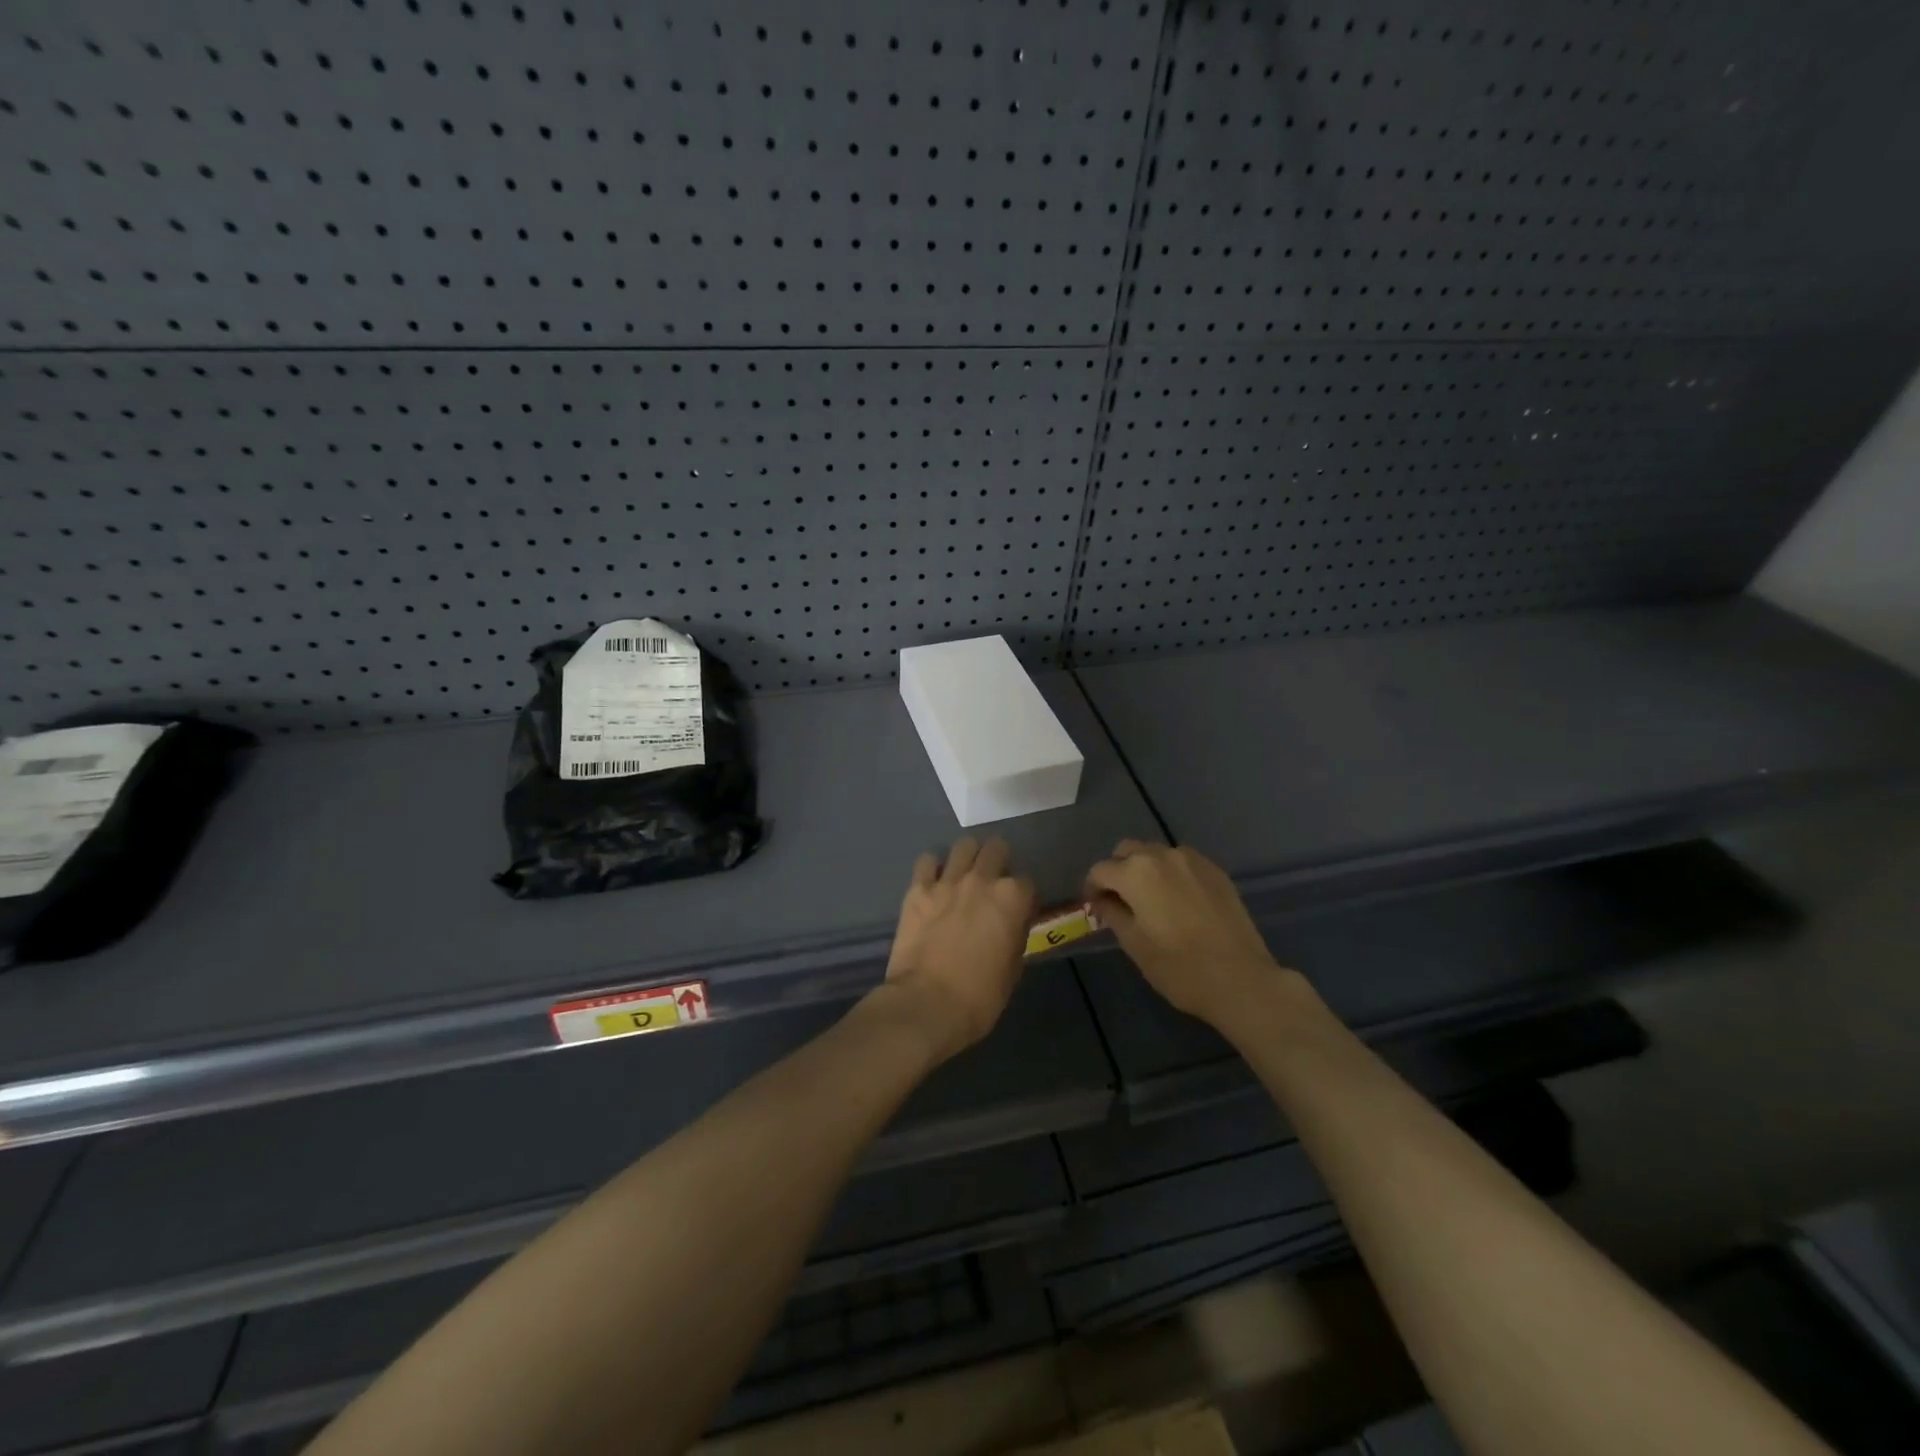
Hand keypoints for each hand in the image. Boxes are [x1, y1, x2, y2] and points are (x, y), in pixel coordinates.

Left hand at [882, 837, 1035, 1062]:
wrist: (927, 1004)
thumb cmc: (979, 997)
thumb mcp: (1013, 969)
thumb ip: (1015, 935)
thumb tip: (1012, 924)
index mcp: (1012, 898)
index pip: (1028, 883)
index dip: (1025, 898)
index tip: (1020, 911)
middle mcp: (982, 880)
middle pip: (997, 849)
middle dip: (999, 862)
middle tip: (994, 882)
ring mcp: (947, 881)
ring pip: (964, 845)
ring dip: (969, 857)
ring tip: (965, 874)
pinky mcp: (918, 889)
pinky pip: (927, 861)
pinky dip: (933, 868)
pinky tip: (935, 883)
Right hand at [1085, 840, 1294, 1026]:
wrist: (1241, 978)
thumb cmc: (1179, 967)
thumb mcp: (1134, 944)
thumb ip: (1112, 914)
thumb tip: (1102, 901)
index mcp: (1136, 873)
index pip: (1100, 870)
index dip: (1092, 888)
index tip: (1095, 907)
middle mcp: (1162, 856)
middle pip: (1128, 851)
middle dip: (1118, 871)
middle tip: (1120, 901)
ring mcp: (1193, 860)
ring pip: (1156, 853)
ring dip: (1145, 869)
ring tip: (1151, 900)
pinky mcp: (1216, 871)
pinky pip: (1182, 863)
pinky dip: (1172, 874)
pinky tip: (1178, 901)